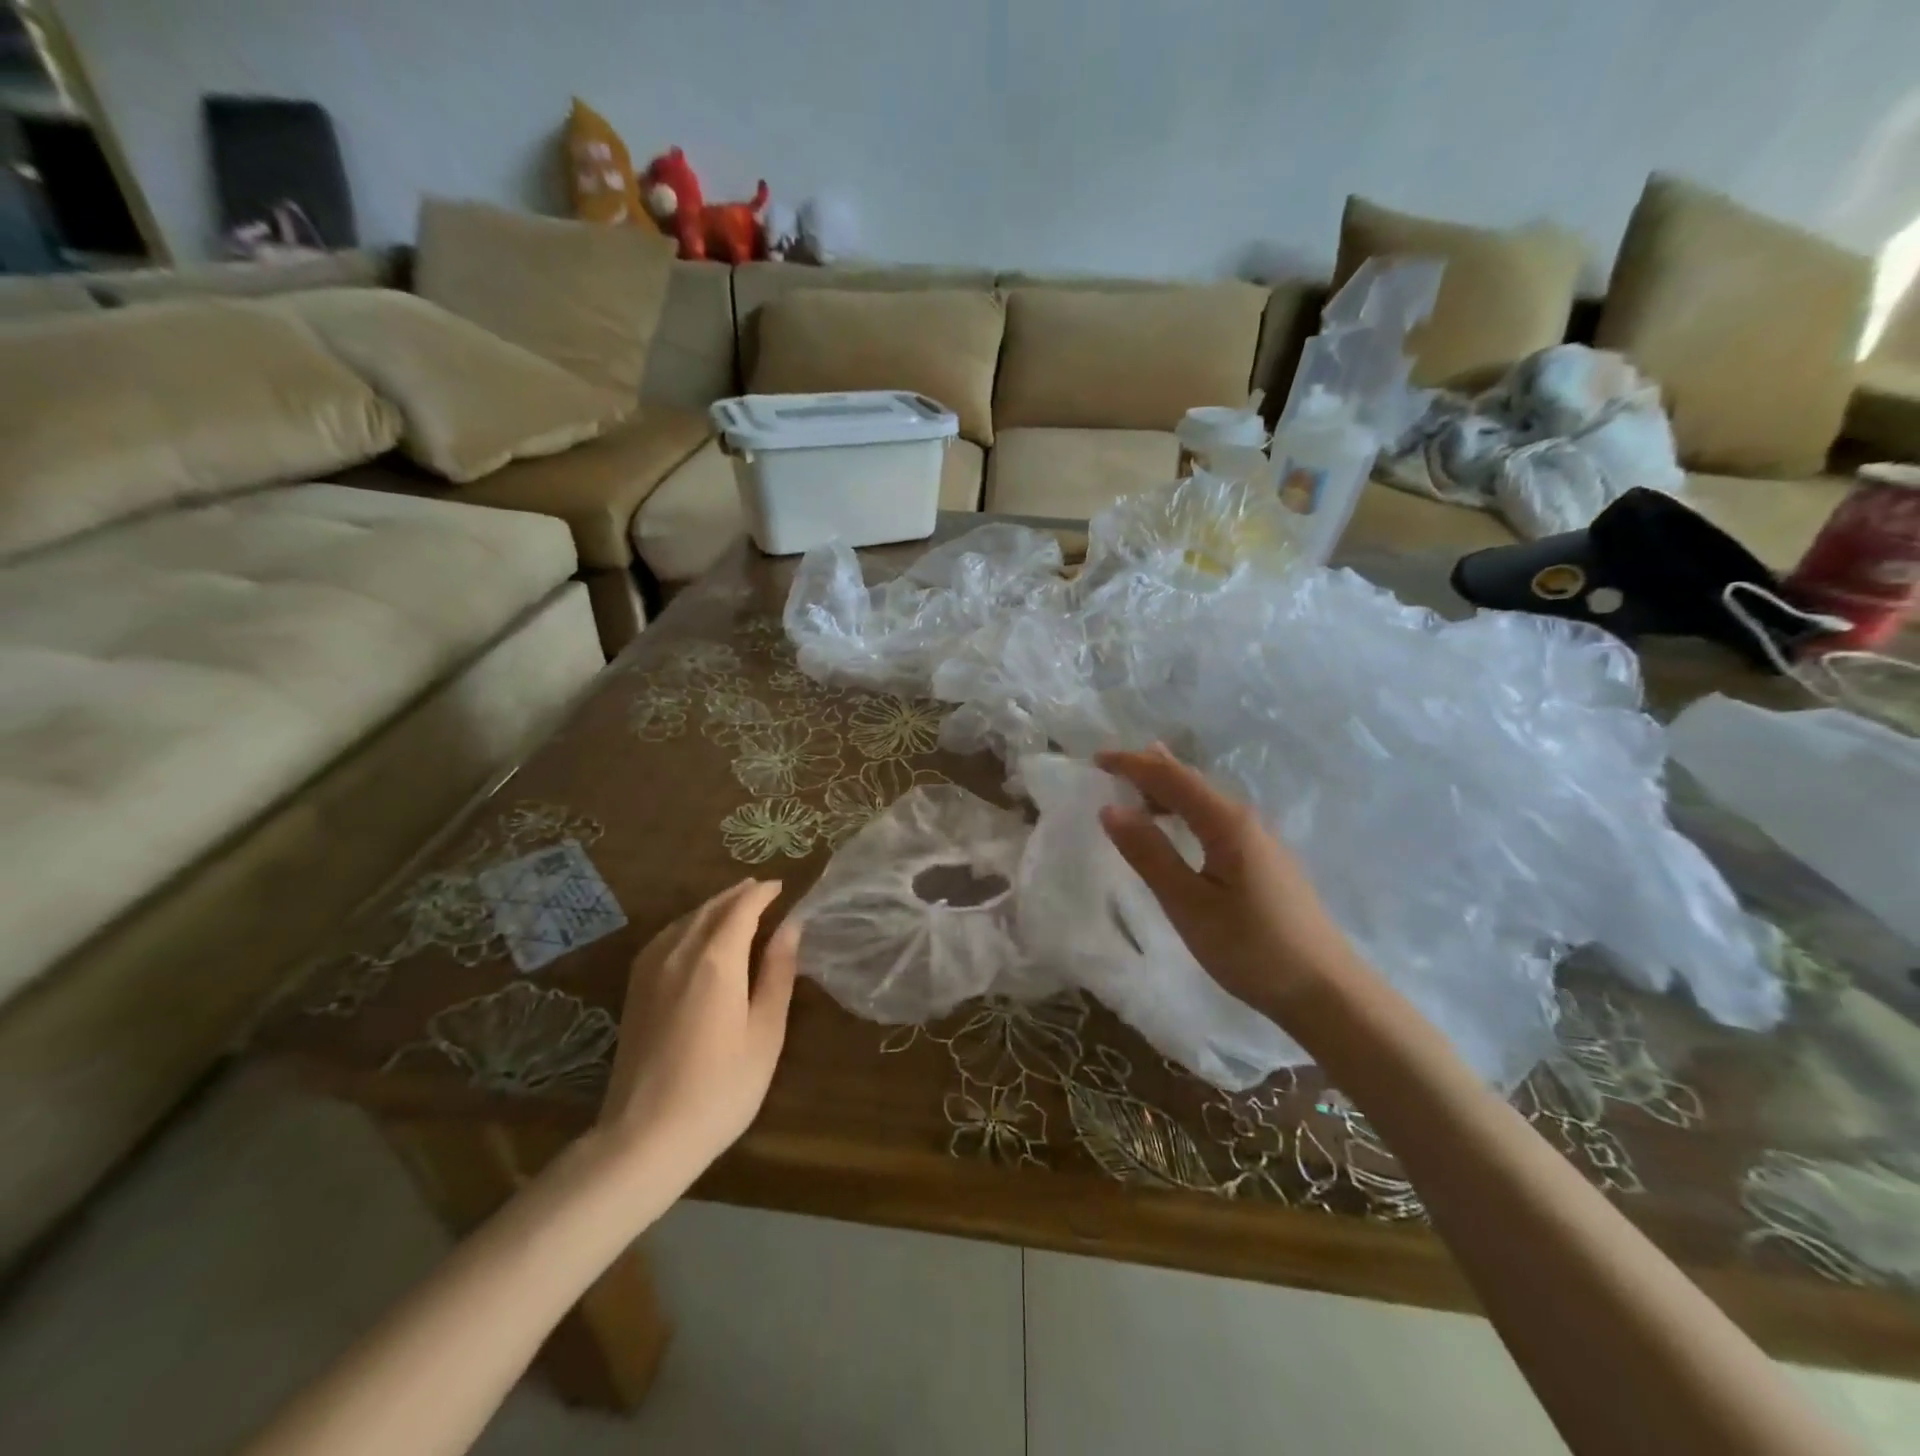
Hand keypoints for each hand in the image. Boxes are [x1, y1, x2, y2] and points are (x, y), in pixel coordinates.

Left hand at [596, 879, 798, 1181]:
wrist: (645, 1136)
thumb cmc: (720, 1088)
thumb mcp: (765, 1033)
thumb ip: (778, 974)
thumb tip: (791, 927)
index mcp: (716, 960)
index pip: (741, 908)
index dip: (762, 894)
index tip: (781, 887)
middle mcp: (679, 953)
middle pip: (711, 908)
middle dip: (737, 895)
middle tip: (763, 892)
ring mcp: (650, 970)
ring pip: (685, 920)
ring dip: (712, 906)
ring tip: (735, 907)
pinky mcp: (635, 989)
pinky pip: (665, 937)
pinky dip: (687, 924)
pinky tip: (694, 935)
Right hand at [1095, 745, 1363, 1019]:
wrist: (1326, 992)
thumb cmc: (1251, 948)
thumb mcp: (1189, 904)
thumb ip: (1149, 854)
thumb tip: (1111, 810)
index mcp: (1227, 823)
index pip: (1172, 778)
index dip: (1133, 765)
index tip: (1096, 760)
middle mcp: (1246, 821)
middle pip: (1191, 782)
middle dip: (1150, 770)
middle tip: (1112, 765)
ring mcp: (1260, 841)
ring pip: (1205, 801)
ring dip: (1168, 791)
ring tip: (1137, 787)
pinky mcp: (1265, 862)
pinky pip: (1216, 820)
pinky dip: (1186, 812)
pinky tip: (1179, 827)